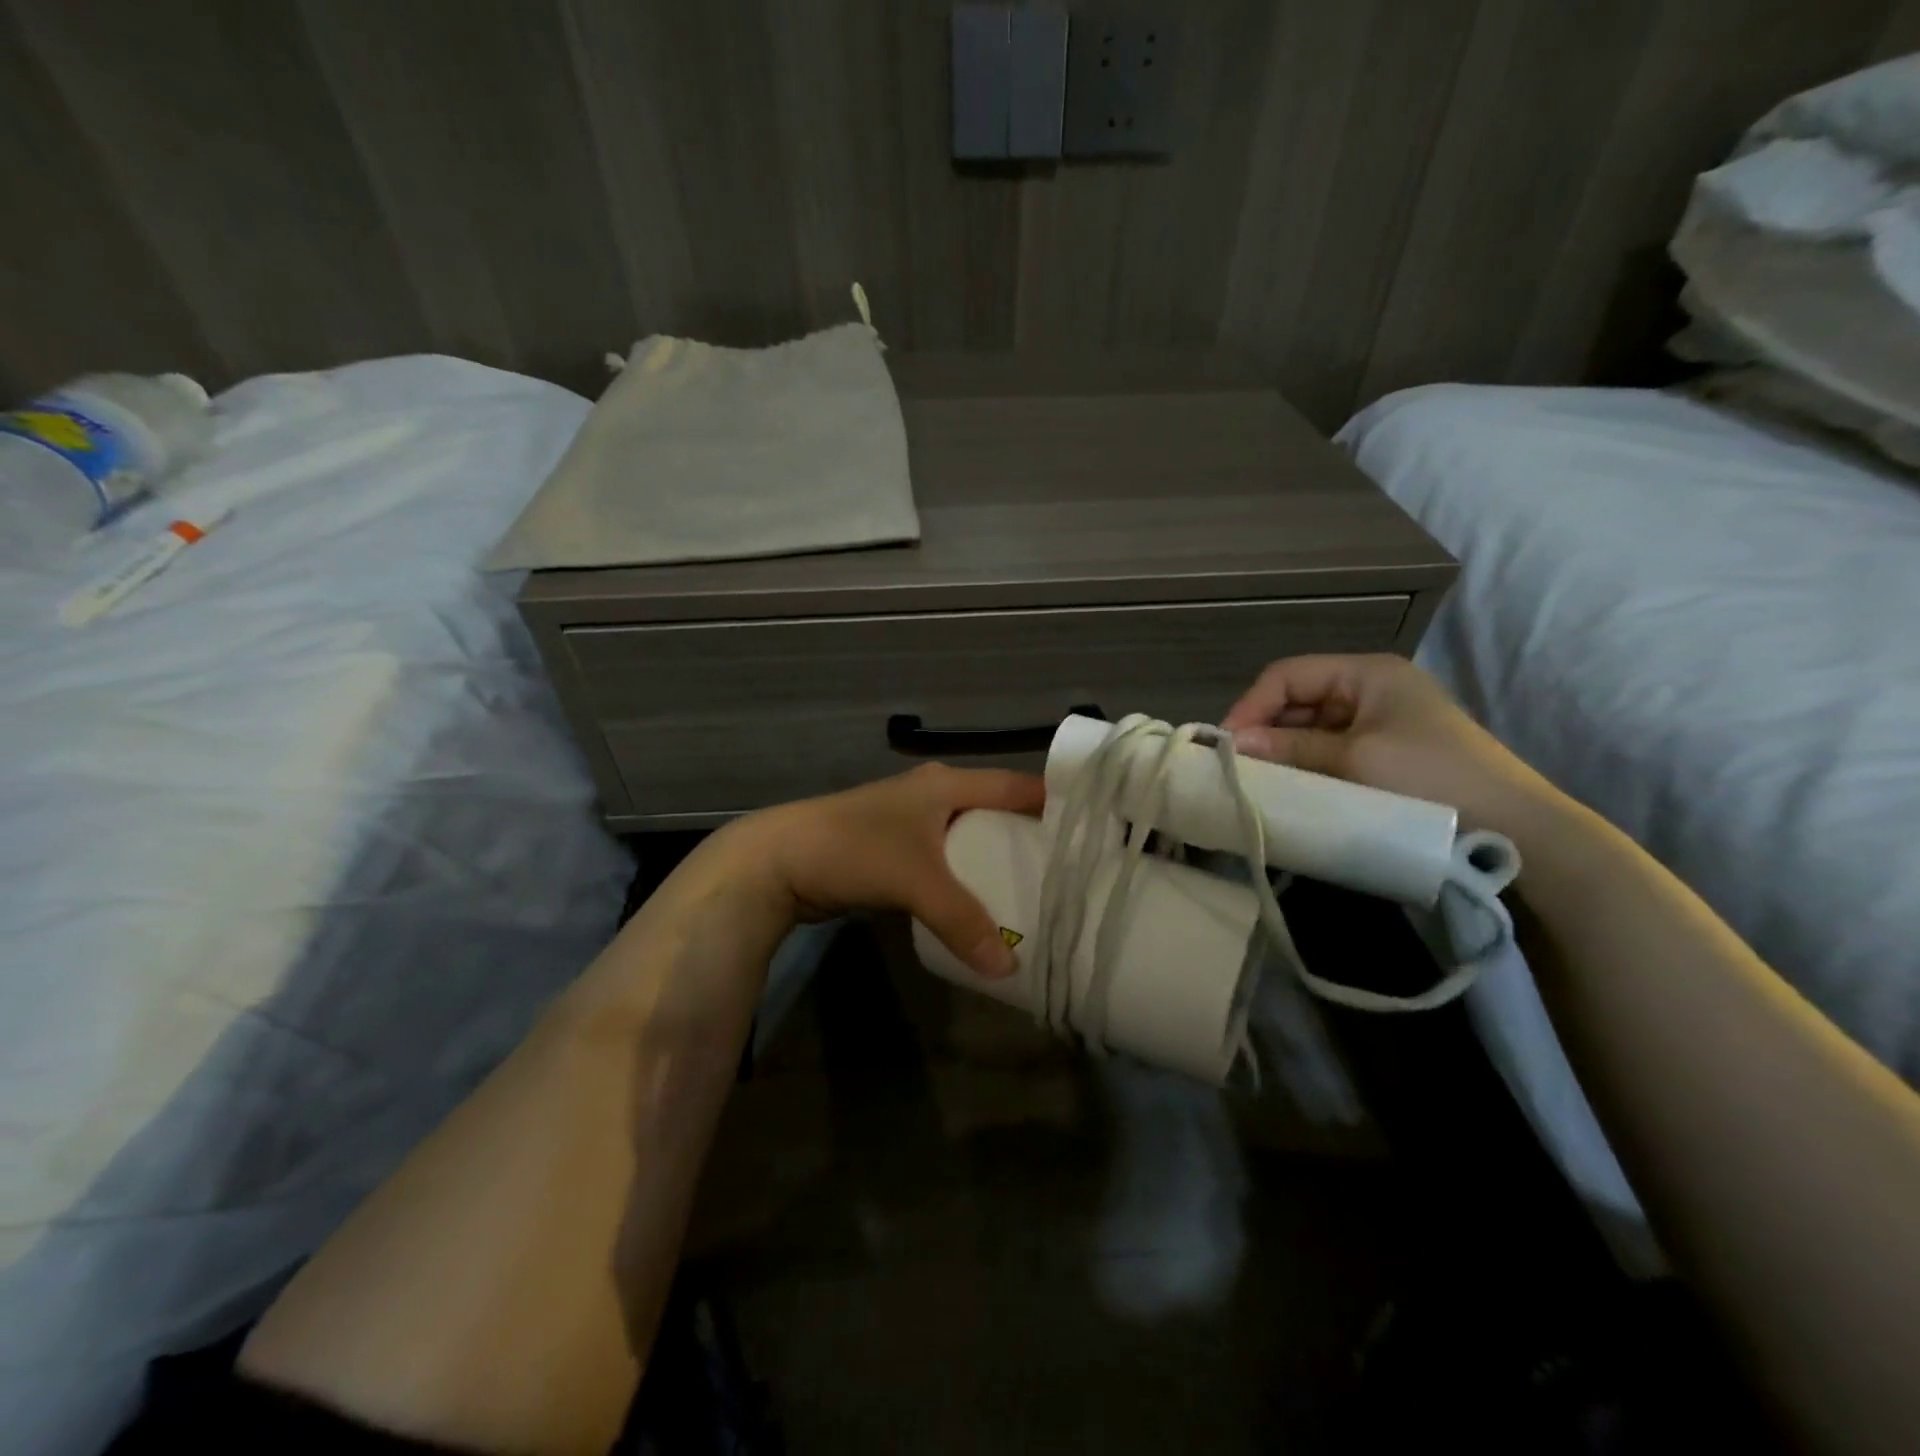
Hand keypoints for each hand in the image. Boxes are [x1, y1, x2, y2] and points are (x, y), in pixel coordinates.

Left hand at [717, 763, 1044, 979]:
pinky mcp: (894, 849)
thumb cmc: (853, 850)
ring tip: (1037, 894)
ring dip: (997, 861)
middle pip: (997, 812)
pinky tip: (984, 905)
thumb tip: (1009, 968)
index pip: (1016, 786)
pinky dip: (967, 879)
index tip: (1092, 832)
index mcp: (947, 784)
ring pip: (970, 838)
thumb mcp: (915, 881)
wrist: (777, 860)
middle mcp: (935, 795)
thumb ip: (962, 921)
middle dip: (1030, 839)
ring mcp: (912, 822)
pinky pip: (946, 861)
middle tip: (1070, 874)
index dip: (1054, 803)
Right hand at [1221, 654, 1554, 831]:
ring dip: (1284, 751)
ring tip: (1259, 780)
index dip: (1251, 704)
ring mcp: (1379, 723)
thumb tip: (1232, 744)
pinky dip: (1307, 767)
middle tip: (1238, 766)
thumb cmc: (1430, 778)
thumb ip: (1289, 747)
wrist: (1514, 831)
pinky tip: (1292, 788)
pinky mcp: (1384, 755)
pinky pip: (1330, 752)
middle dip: (1265, 729)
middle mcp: (1371, 689)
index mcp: (1367, 673)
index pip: (1288, 675)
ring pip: (1310, 728)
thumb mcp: (1352, 758)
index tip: (1226, 744)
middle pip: (1297, 699)